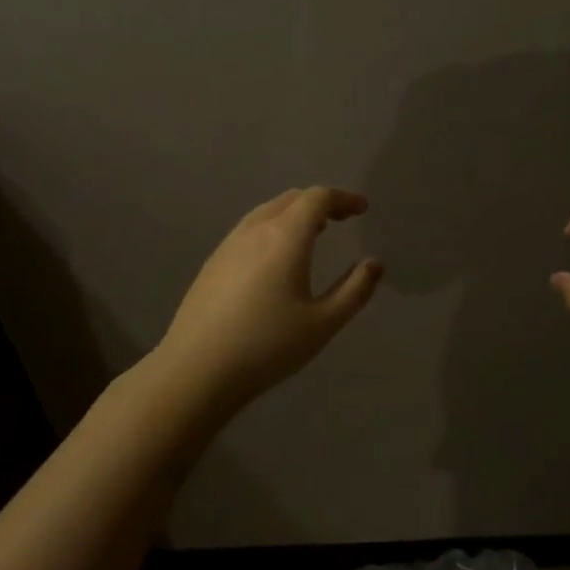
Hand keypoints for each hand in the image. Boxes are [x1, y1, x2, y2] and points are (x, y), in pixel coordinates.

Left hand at [154, 186, 382, 413]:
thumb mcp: (323, 323)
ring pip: (267, 212)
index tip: (362, 209)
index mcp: (285, 237)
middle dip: (320, 203)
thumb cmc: (267, 346)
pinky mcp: (212, 263)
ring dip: (294, 214)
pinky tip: (276, 257)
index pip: (318, 199)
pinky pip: (249, 229)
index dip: (343, 199)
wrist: (196, 370)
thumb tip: (374, 263)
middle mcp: (255, 230)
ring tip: (313, 233)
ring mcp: (229, 245)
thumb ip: (354, 290)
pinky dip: (273, 228)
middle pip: (291, 199)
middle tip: (342, 219)